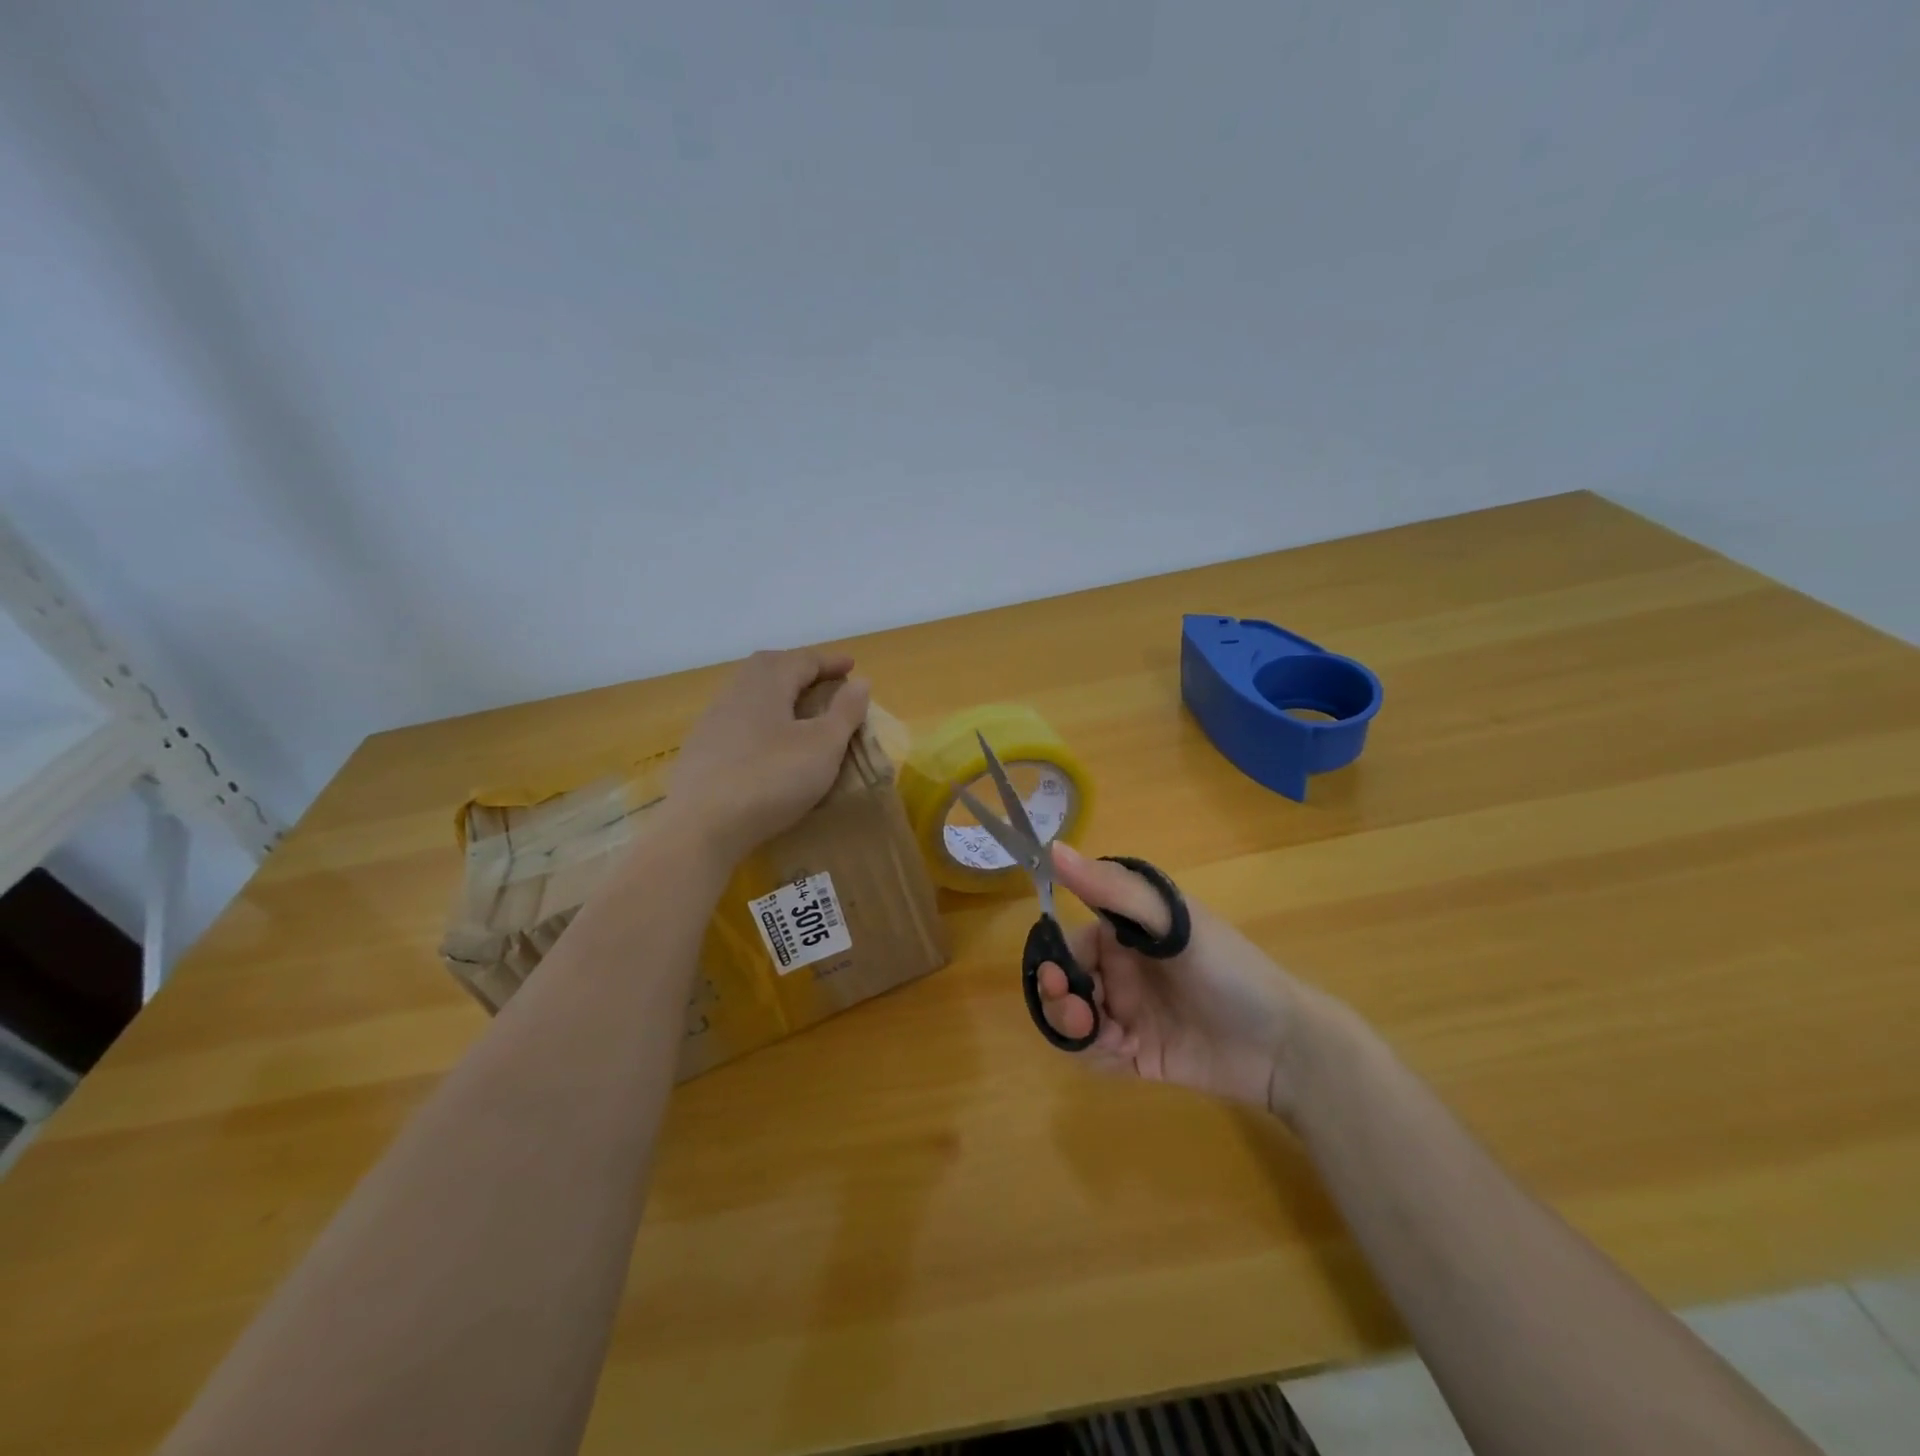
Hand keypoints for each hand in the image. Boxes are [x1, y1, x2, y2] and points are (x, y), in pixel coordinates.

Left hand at [666, 648, 870, 862]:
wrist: (700, 827)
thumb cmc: (771, 778)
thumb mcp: (823, 746)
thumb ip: (844, 712)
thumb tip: (860, 681)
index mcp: (767, 683)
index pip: (803, 659)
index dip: (830, 661)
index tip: (852, 666)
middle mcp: (736, 692)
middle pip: (769, 666)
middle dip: (798, 668)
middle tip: (822, 680)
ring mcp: (712, 721)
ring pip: (749, 692)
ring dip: (777, 692)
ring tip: (798, 708)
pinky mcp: (700, 750)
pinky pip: (737, 720)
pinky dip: (760, 719)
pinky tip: (766, 742)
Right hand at [1035, 844, 1313, 1116]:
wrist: (1283, 1045)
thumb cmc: (1229, 969)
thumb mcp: (1173, 921)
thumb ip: (1113, 889)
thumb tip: (1054, 849)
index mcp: (1125, 932)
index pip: (1070, 941)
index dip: (1056, 958)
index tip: (1058, 976)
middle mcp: (1120, 969)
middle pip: (1064, 982)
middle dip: (1059, 997)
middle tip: (1079, 1015)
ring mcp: (1127, 1012)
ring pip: (1073, 1019)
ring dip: (1075, 1027)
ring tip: (1107, 1037)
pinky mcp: (1136, 1053)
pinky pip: (1095, 1054)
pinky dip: (1097, 1053)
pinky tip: (1126, 1053)